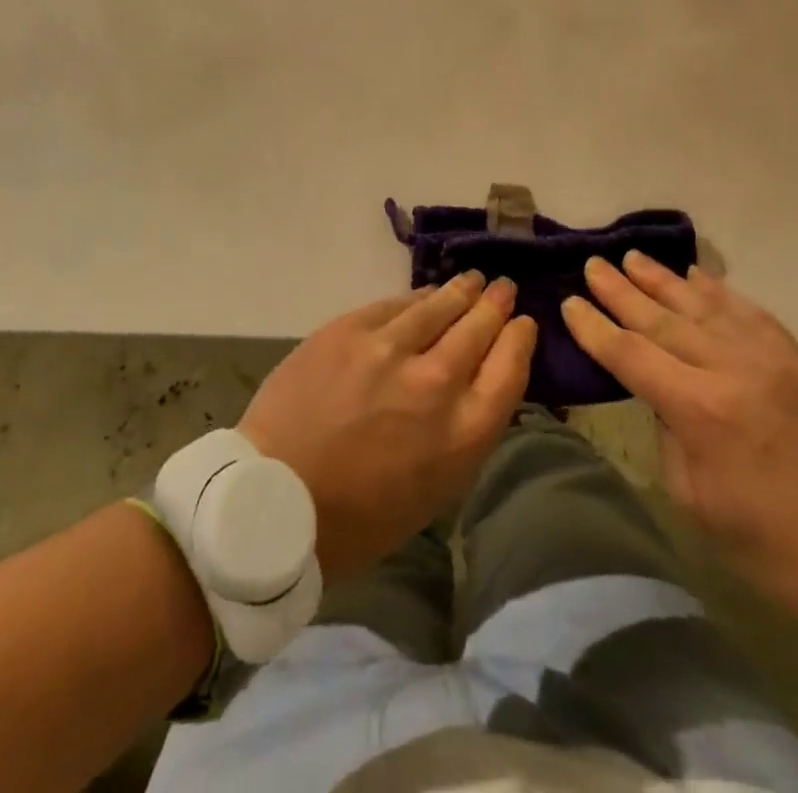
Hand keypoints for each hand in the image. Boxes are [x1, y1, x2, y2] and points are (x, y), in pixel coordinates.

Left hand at [240, 272, 536, 581]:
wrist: (275, 498)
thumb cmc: (358, 516)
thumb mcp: (434, 490)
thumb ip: (464, 432)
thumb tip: (476, 385)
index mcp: (462, 434)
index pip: (509, 368)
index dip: (520, 339)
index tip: (523, 324)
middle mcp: (435, 382)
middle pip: (480, 328)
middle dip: (496, 305)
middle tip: (503, 290)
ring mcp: (390, 349)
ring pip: (440, 305)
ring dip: (462, 290)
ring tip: (474, 280)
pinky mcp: (350, 329)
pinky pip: (396, 303)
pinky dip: (417, 297)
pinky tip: (426, 293)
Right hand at [563, 256, 797, 651]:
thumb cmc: (772, 546)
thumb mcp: (696, 501)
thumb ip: (669, 435)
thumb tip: (659, 395)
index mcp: (700, 410)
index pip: (630, 354)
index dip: (595, 328)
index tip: (569, 302)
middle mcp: (730, 369)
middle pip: (662, 318)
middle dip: (620, 290)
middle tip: (592, 264)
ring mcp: (768, 357)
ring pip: (703, 304)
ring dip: (663, 279)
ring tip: (632, 257)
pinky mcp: (797, 358)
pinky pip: (749, 311)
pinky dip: (717, 290)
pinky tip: (696, 275)